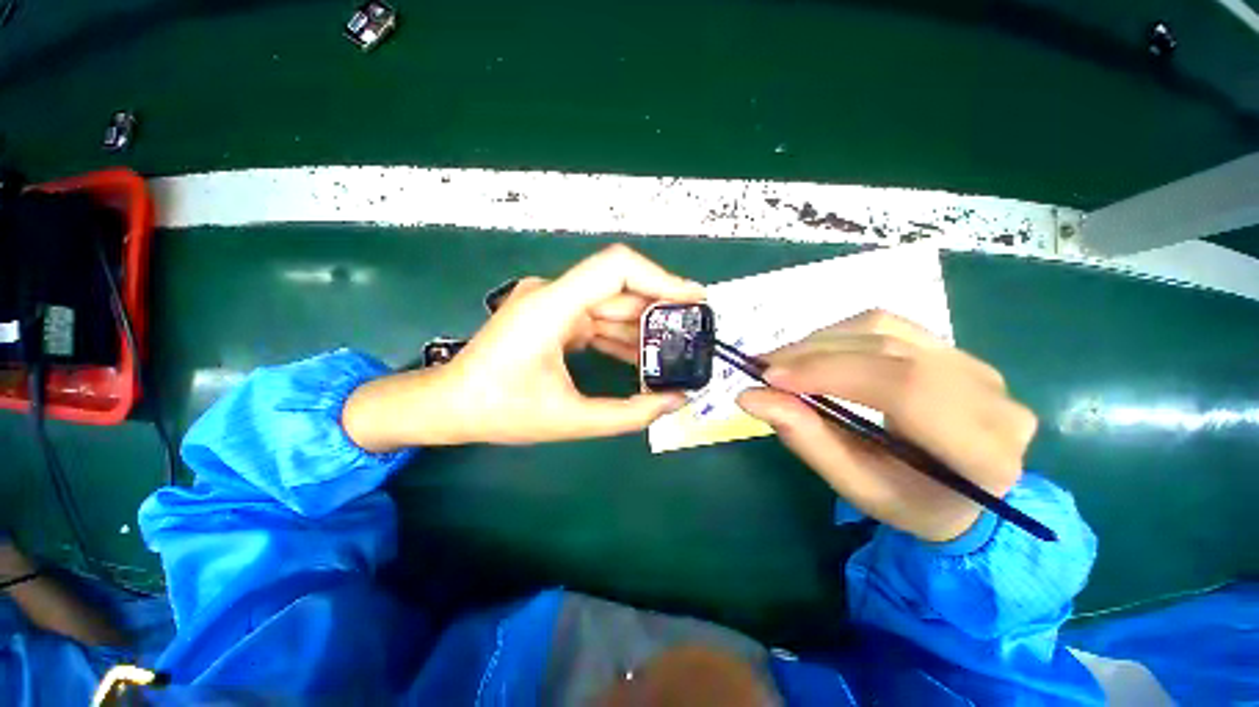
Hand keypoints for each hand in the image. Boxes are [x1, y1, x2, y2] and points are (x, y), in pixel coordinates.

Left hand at [344, 245, 705, 450]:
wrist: (449, 406)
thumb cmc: (500, 412)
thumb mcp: (570, 419)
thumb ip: (629, 413)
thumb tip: (674, 401)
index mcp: (552, 307)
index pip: (617, 268)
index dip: (661, 279)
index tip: (694, 299)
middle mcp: (553, 294)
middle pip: (620, 288)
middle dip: (659, 310)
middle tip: (692, 335)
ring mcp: (552, 303)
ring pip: (611, 304)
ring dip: (642, 326)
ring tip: (673, 351)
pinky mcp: (553, 316)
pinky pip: (597, 318)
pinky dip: (621, 335)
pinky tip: (641, 356)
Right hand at [736, 310, 1037, 542]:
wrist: (960, 493)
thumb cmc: (908, 500)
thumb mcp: (855, 484)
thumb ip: (806, 438)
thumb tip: (749, 397)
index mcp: (983, 451)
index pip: (905, 389)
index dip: (830, 373)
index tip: (770, 378)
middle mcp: (991, 397)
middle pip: (889, 351)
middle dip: (814, 354)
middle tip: (763, 367)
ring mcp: (974, 364)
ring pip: (883, 329)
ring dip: (821, 341)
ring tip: (783, 361)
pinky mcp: (951, 348)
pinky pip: (886, 325)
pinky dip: (838, 335)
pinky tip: (815, 353)